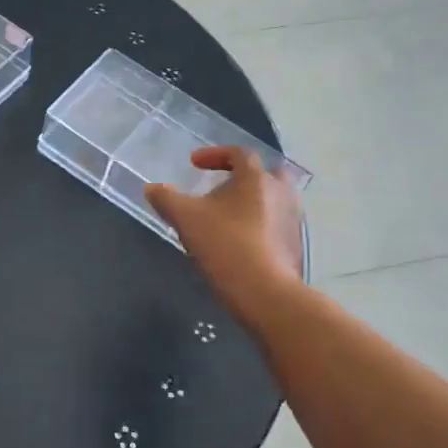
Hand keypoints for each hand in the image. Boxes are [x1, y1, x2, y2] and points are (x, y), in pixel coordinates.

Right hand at [145, 147, 303, 314]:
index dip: (214, 155)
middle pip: (265, 174)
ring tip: (225, 218)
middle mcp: (281, 193)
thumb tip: (152, 189)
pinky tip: (238, 243)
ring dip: (250, 203)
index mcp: (256, 178)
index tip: (194, 164)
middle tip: (221, 187)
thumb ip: (166, 199)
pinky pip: (275, 225)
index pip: (239, 154)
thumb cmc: (225, 244)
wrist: (265, 292)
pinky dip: (258, 225)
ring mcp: (293, 220)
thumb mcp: (185, 218)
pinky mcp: (295, 246)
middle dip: (243, 176)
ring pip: (272, 200)